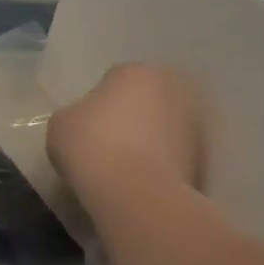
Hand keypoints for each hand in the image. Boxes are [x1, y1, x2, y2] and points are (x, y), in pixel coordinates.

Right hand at [47, 63, 203, 201]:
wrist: (134, 193)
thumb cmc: (91, 145)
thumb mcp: (61, 123)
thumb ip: (76, 113)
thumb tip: (86, 122)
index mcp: (137, 71)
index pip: (113, 79)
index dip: (96, 102)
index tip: (85, 125)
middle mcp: (172, 88)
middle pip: (143, 99)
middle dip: (129, 115)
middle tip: (104, 141)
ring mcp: (193, 122)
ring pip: (160, 126)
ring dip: (146, 139)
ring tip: (121, 165)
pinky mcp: (202, 156)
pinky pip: (171, 153)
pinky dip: (158, 162)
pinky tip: (137, 179)